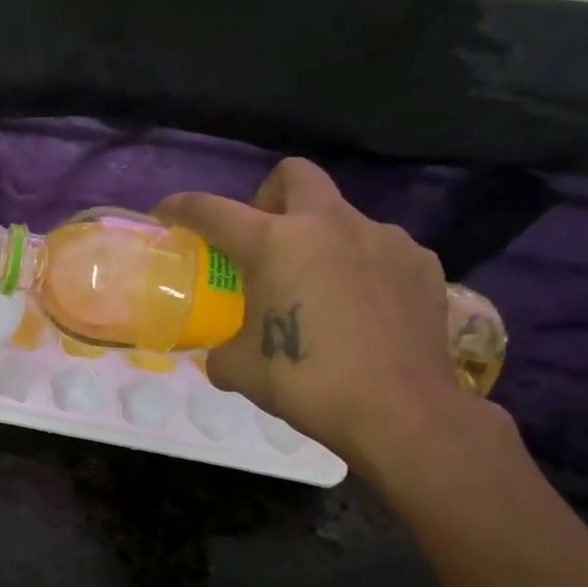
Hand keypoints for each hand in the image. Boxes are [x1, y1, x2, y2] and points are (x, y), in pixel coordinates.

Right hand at [157, 160, 470, 475]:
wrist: (401, 411)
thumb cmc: (307, 382)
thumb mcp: (240, 368)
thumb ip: (222, 347)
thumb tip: (223, 350)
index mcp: (276, 243)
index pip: (213, 210)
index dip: (182, 208)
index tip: (166, 214)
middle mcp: (330, 225)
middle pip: (293, 175)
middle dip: (268, 197)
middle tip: (263, 240)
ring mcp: (382, 239)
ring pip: (341, 216)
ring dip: (319, 239)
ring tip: (318, 287)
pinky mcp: (421, 263)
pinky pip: (379, 248)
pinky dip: (361, 266)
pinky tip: (361, 306)